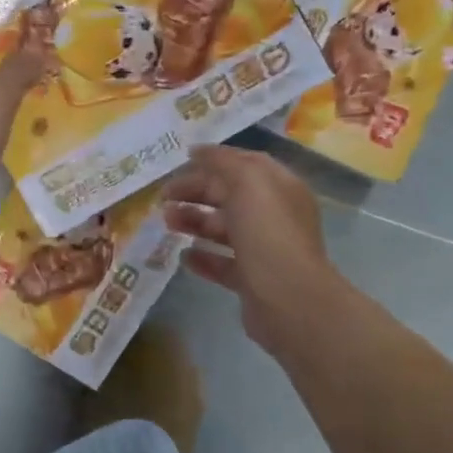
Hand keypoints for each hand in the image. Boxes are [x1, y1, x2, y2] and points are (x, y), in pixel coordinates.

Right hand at [162, 145, 342, 354]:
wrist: (289, 300)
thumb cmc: (268, 233)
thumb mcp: (247, 182)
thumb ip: (223, 162)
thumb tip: (198, 151)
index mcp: (279, 187)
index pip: (244, 164)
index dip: (213, 160)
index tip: (180, 161)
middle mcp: (274, 215)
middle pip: (229, 196)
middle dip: (195, 192)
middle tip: (163, 198)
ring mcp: (264, 249)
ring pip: (223, 229)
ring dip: (194, 222)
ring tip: (167, 223)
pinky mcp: (252, 280)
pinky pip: (223, 263)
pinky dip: (202, 257)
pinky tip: (183, 256)